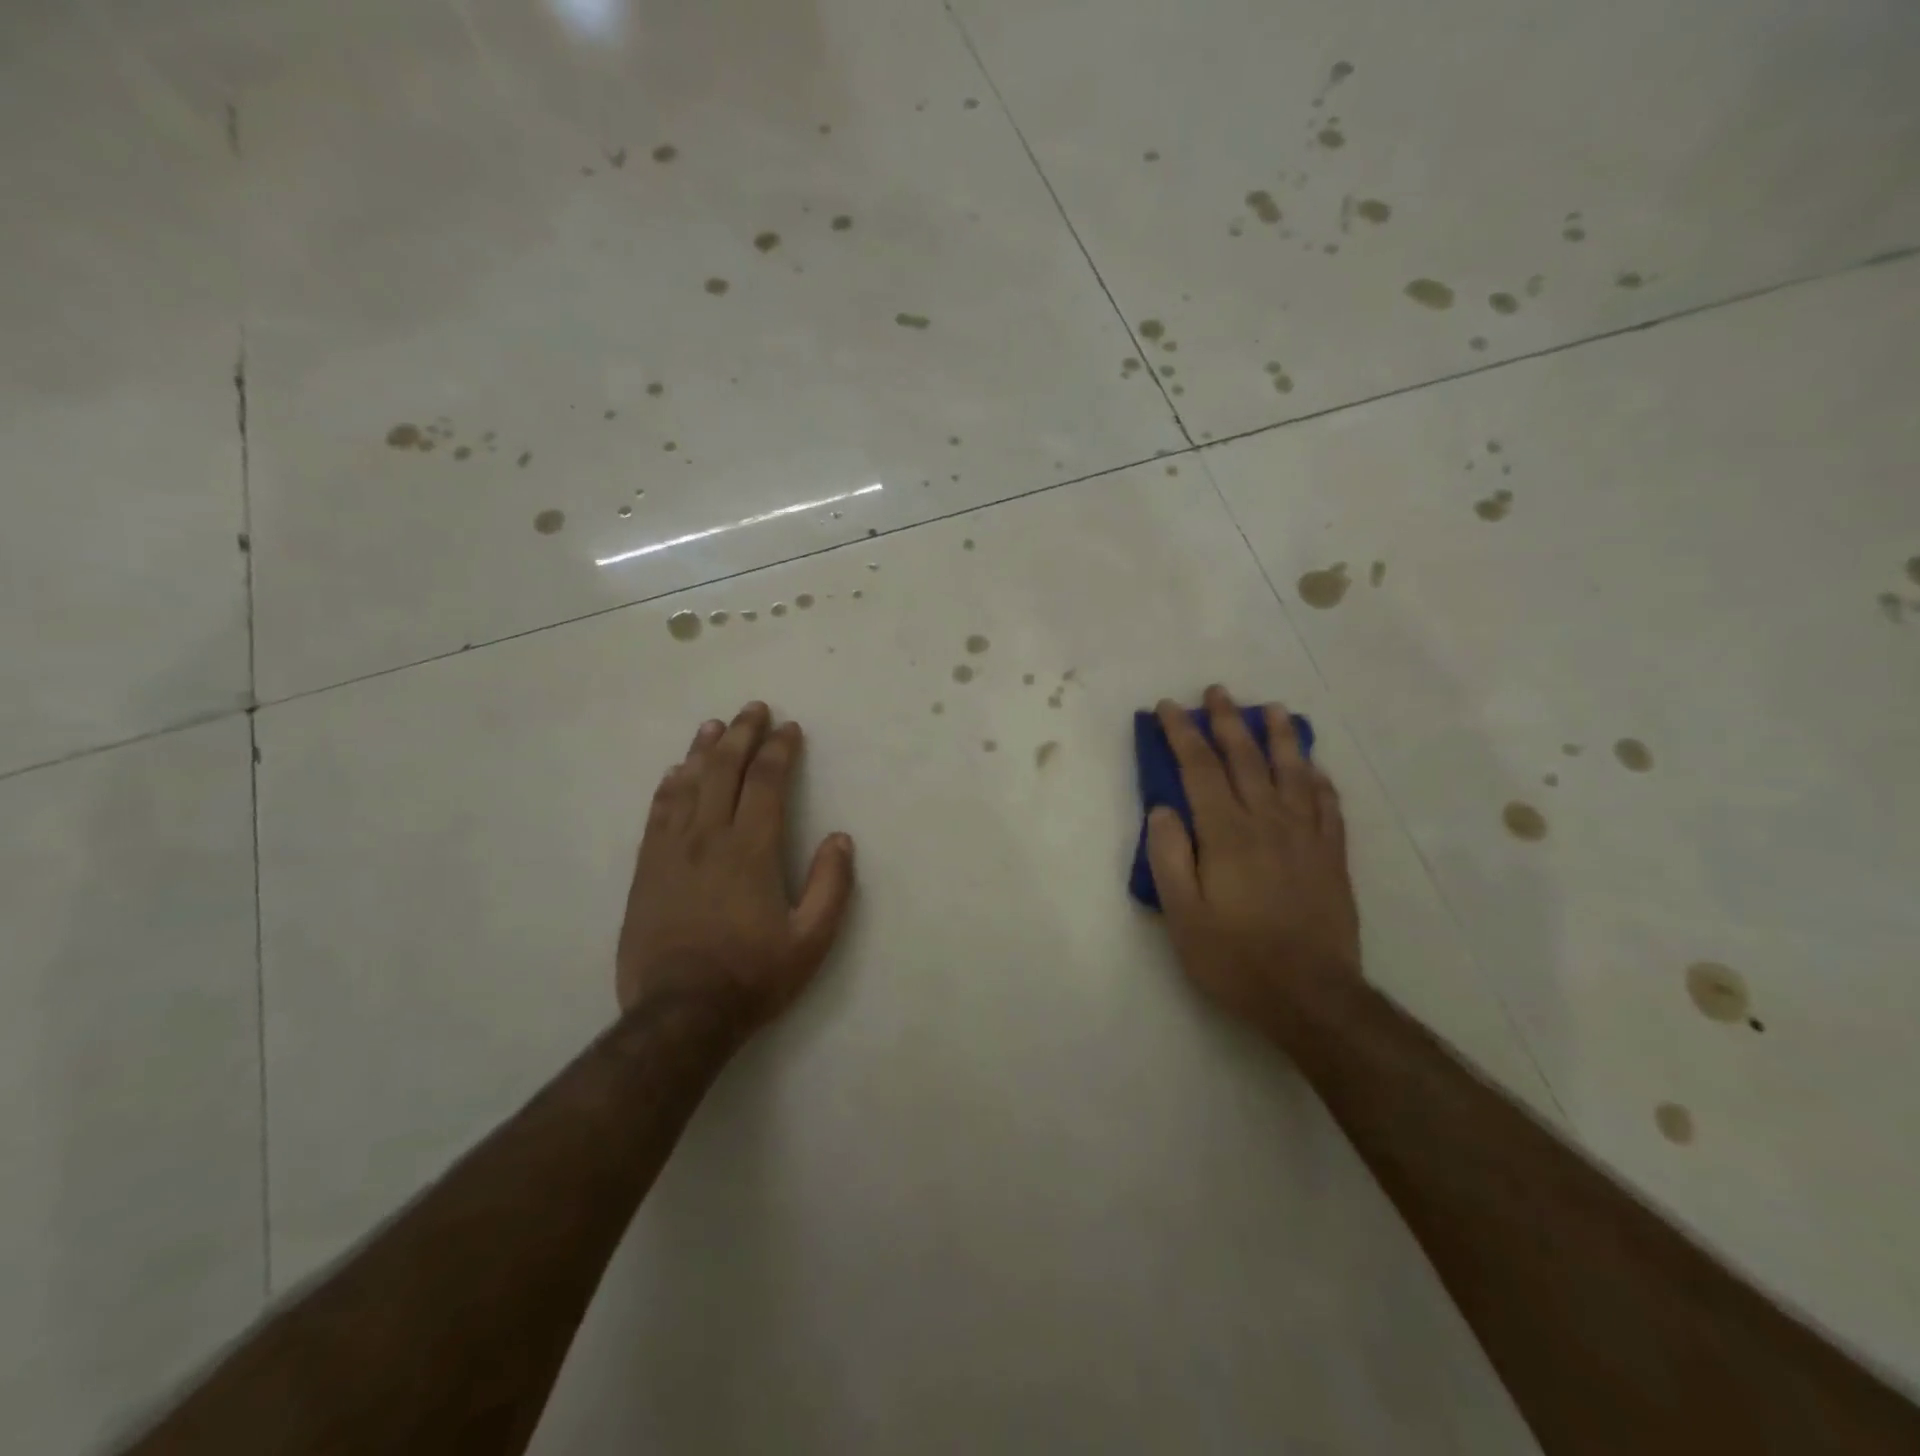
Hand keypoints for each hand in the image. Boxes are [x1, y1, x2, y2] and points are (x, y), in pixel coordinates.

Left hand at [616, 702, 855, 1028]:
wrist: (680, 1015)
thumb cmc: (752, 976)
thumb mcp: (811, 940)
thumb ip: (831, 885)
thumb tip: (841, 839)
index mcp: (751, 849)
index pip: (766, 782)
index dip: (779, 750)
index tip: (789, 729)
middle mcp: (709, 838)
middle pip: (724, 771)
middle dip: (742, 735)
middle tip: (753, 709)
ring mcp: (672, 851)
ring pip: (688, 785)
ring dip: (703, 750)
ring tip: (714, 725)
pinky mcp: (647, 870)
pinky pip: (658, 814)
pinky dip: (669, 786)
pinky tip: (675, 772)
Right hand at [1145, 685, 1360, 1027]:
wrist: (1311, 995)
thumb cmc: (1234, 957)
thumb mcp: (1182, 914)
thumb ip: (1169, 856)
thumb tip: (1163, 809)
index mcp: (1226, 834)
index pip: (1199, 768)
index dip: (1182, 734)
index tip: (1169, 707)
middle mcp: (1267, 822)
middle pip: (1245, 759)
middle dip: (1227, 721)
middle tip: (1217, 692)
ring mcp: (1306, 837)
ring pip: (1292, 772)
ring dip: (1279, 737)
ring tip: (1272, 709)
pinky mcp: (1332, 856)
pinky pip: (1327, 805)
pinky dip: (1317, 779)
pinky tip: (1313, 767)